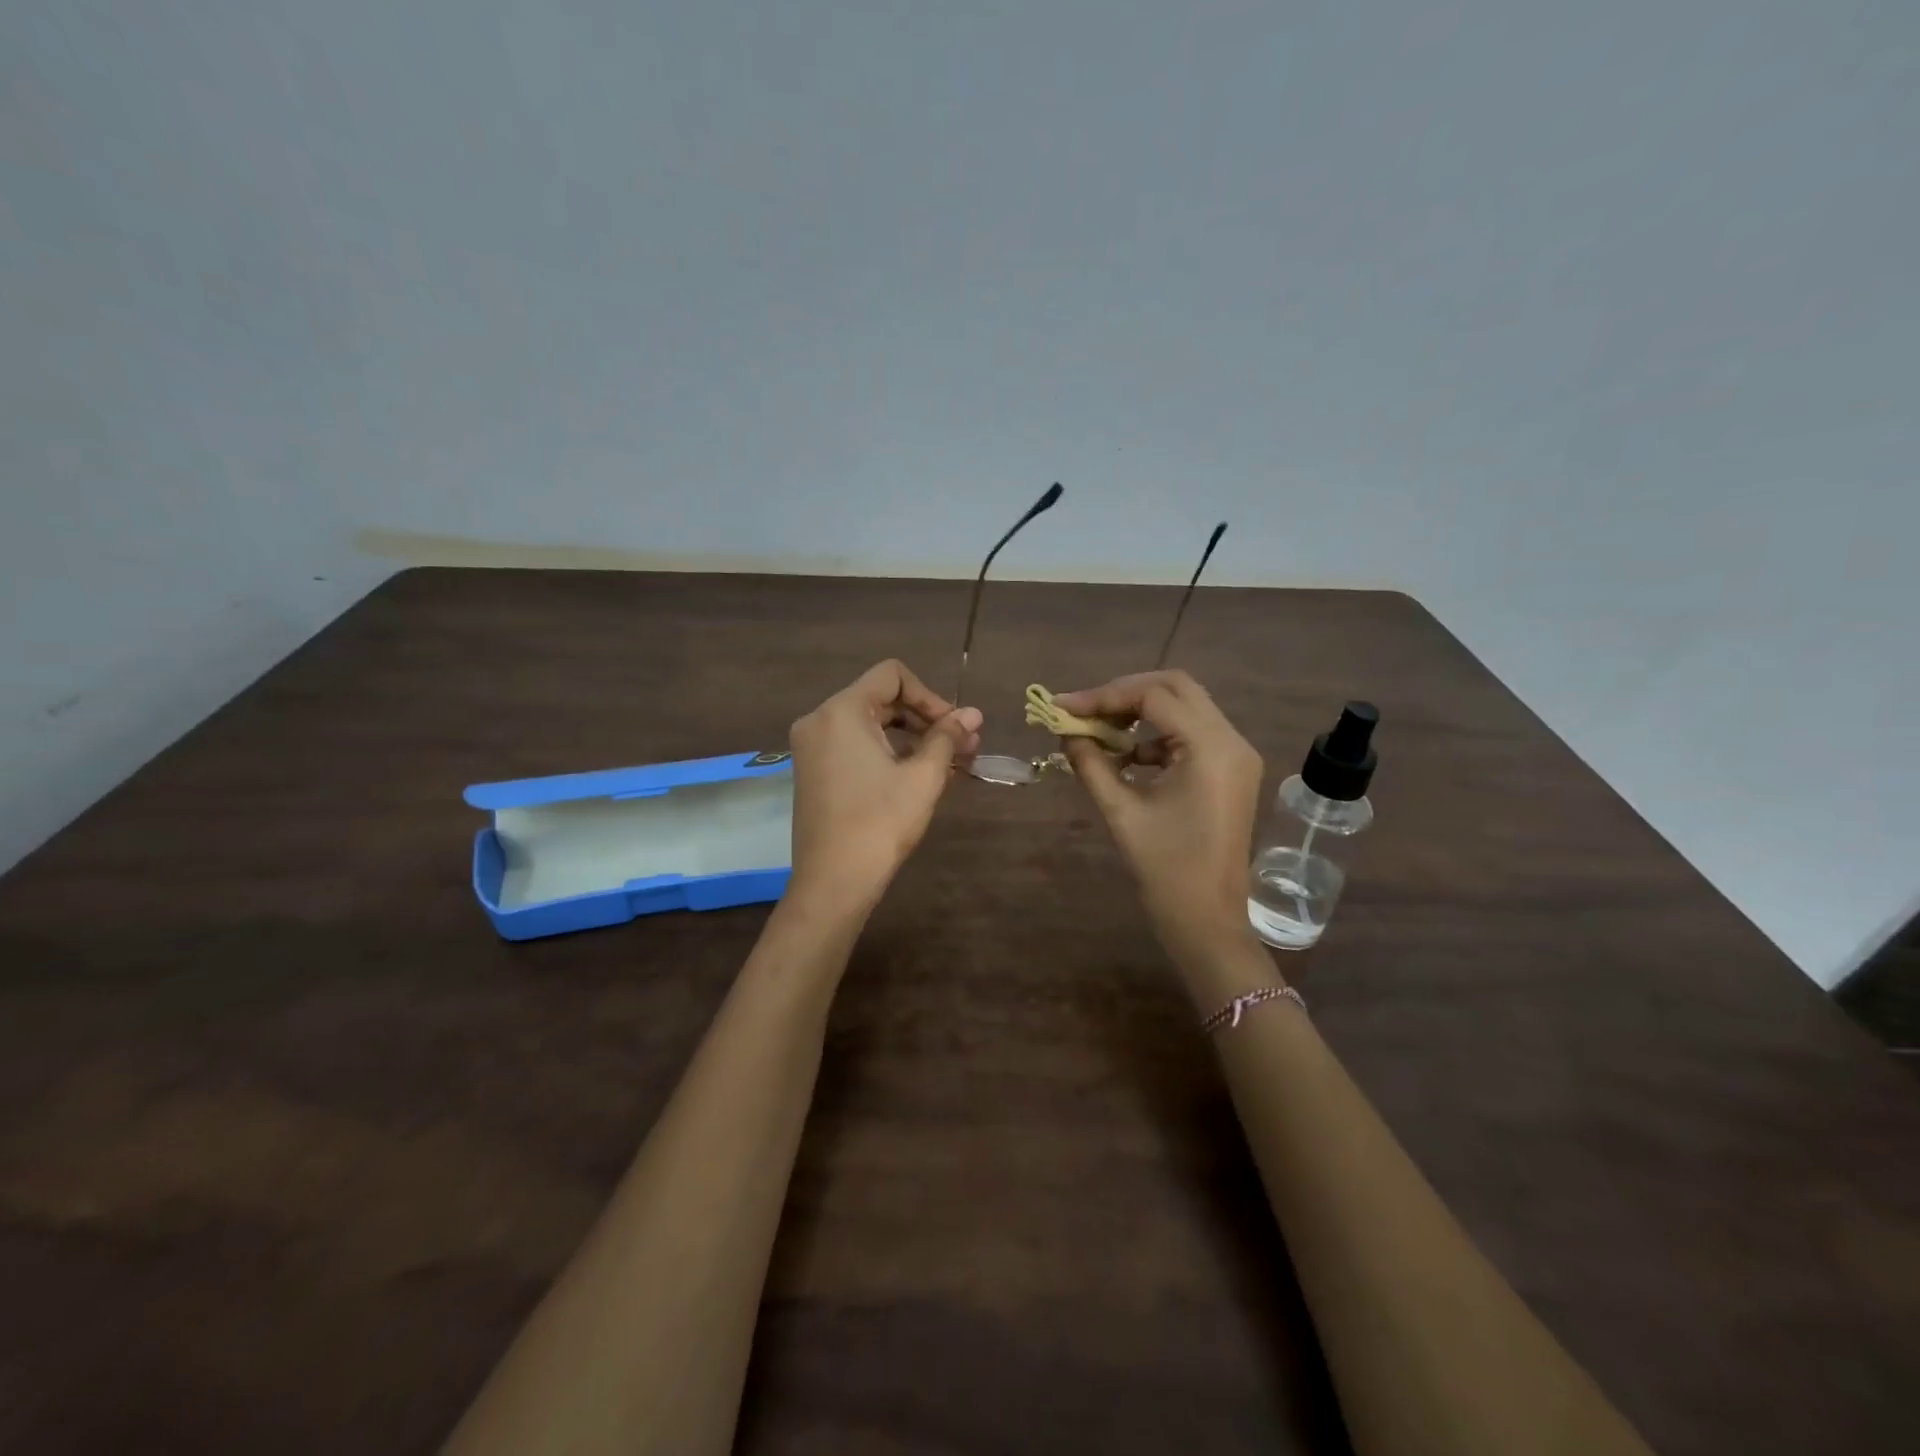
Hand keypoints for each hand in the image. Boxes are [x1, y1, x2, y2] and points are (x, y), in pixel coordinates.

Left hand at [787, 660, 982, 914]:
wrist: (833, 883)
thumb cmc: (880, 823)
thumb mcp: (923, 776)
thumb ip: (948, 737)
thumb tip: (974, 714)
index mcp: (841, 711)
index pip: (892, 676)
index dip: (931, 696)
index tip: (955, 728)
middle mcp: (819, 720)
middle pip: (881, 698)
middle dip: (925, 718)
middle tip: (962, 747)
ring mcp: (811, 747)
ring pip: (869, 724)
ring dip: (910, 737)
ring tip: (947, 764)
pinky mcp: (813, 771)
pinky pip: (854, 745)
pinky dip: (887, 752)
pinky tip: (917, 775)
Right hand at [1054, 671, 1262, 961]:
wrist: (1207, 920)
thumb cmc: (1164, 870)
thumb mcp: (1120, 811)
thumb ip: (1090, 763)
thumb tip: (1064, 731)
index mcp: (1210, 748)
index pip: (1153, 697)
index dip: (1104, 696)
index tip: (1063, 706)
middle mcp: (1231, 740)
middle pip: (1175, 688)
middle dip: (1124, 693)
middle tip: (1084, 710)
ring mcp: (1236, 755)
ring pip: (1185, 706)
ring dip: (1140, 711)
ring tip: (1099, 731)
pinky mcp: (1231, 770)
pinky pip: (1192, 733)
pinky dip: (1156, 734)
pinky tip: (1127, 757)